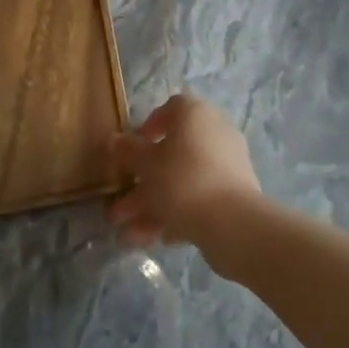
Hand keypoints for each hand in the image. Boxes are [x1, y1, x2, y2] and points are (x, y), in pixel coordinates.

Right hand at [109, 94, 268, 274]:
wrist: (232, 221)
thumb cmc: (182, 180)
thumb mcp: (146, 165)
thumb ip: (128, 151)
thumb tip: (114, 140)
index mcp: (195, 115)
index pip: (172, 108)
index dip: (149, 125)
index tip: (132, 147)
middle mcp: (215, 132)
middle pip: (173, 153)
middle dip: (143, 181)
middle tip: (119, 205)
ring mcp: (228, 164)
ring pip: (183, 180)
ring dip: (153, 205)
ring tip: (127, 235)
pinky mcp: (235, 193)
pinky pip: (199, 197)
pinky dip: (177, 214)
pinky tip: (155, 239)